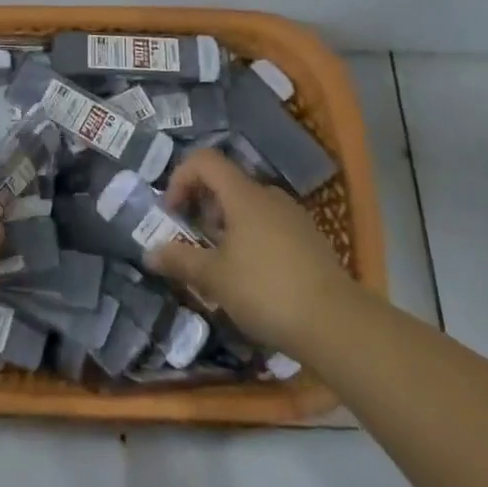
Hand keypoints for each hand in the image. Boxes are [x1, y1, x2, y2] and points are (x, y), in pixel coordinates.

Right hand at [149, 149, 349, 356]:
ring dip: (226, 227)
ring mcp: (294, 218)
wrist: (338, 325)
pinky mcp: (310, 241)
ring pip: (249, 208)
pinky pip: (270, 227)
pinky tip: (251, 279)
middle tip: (194, 243)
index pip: (205, 161)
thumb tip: (150, 253)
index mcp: (244, 195)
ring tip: (220, 266)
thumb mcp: (214, 278)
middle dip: (202, 208)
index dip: (180, 178)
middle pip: (227, 184)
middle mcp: (270, 197)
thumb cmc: (266, 290)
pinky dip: (251, 241)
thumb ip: (180, 260)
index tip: (172, 213)